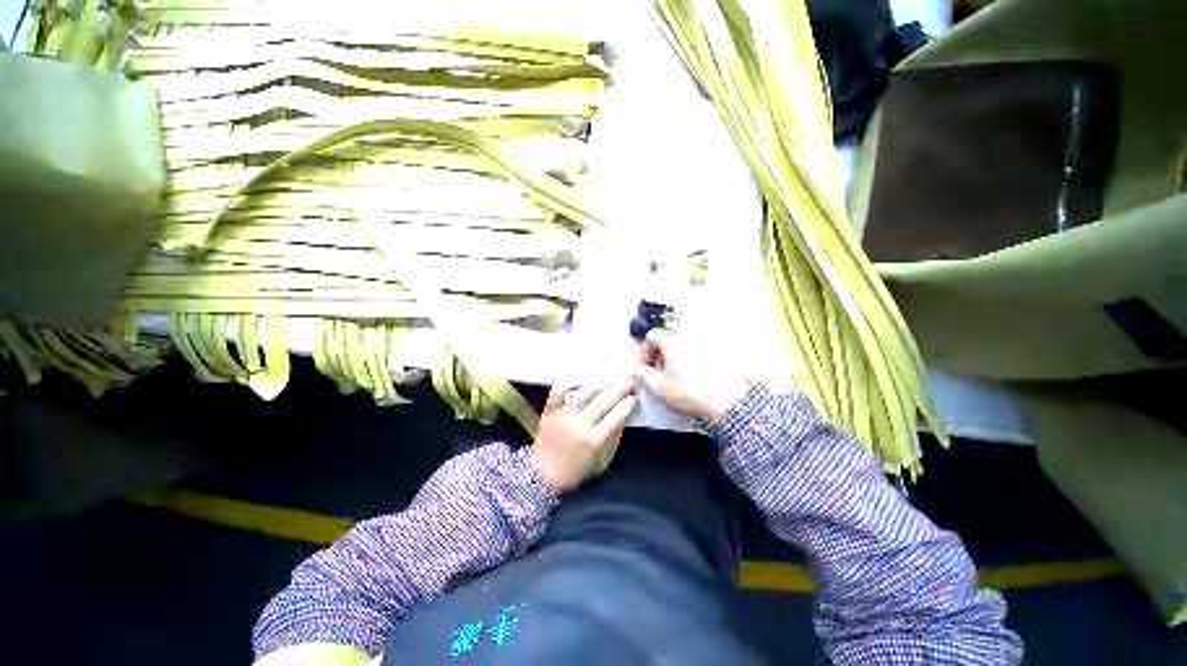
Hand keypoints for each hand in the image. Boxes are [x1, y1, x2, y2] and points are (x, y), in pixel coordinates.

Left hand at [532, 376, 637, 494]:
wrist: (541, 476)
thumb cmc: (574, 471)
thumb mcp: (599, 461)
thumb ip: (611, 438)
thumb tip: (621, 417)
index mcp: (594, 440)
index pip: (617, 416)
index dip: (628, 405)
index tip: (633, 398)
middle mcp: (580, 425)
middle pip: (604, 402)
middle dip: (619, 390)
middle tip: (629, 381)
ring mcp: (564, 416)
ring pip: (584, 393)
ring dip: (599, 386)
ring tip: (607, 382)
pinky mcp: (550, 411)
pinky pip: (559, 391)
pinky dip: (570, 384)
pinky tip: (580, 382)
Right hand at [635, 329, 749, 422]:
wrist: (728, 401)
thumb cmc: (690, 392)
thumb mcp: (660, 386)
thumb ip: (644, 374)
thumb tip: (639, 368)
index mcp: (672, 341)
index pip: (652, 335)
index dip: (644, 350)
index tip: (646, 365)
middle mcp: (689, 336)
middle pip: (667, 338)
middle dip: (659, 353)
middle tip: (658, 371)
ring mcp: (705, 341)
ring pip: (682, 344)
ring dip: (674, 355)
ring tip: (675, 375)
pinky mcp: (718, 350)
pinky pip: (697, 349)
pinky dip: (689, 357)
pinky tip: (692, 375)